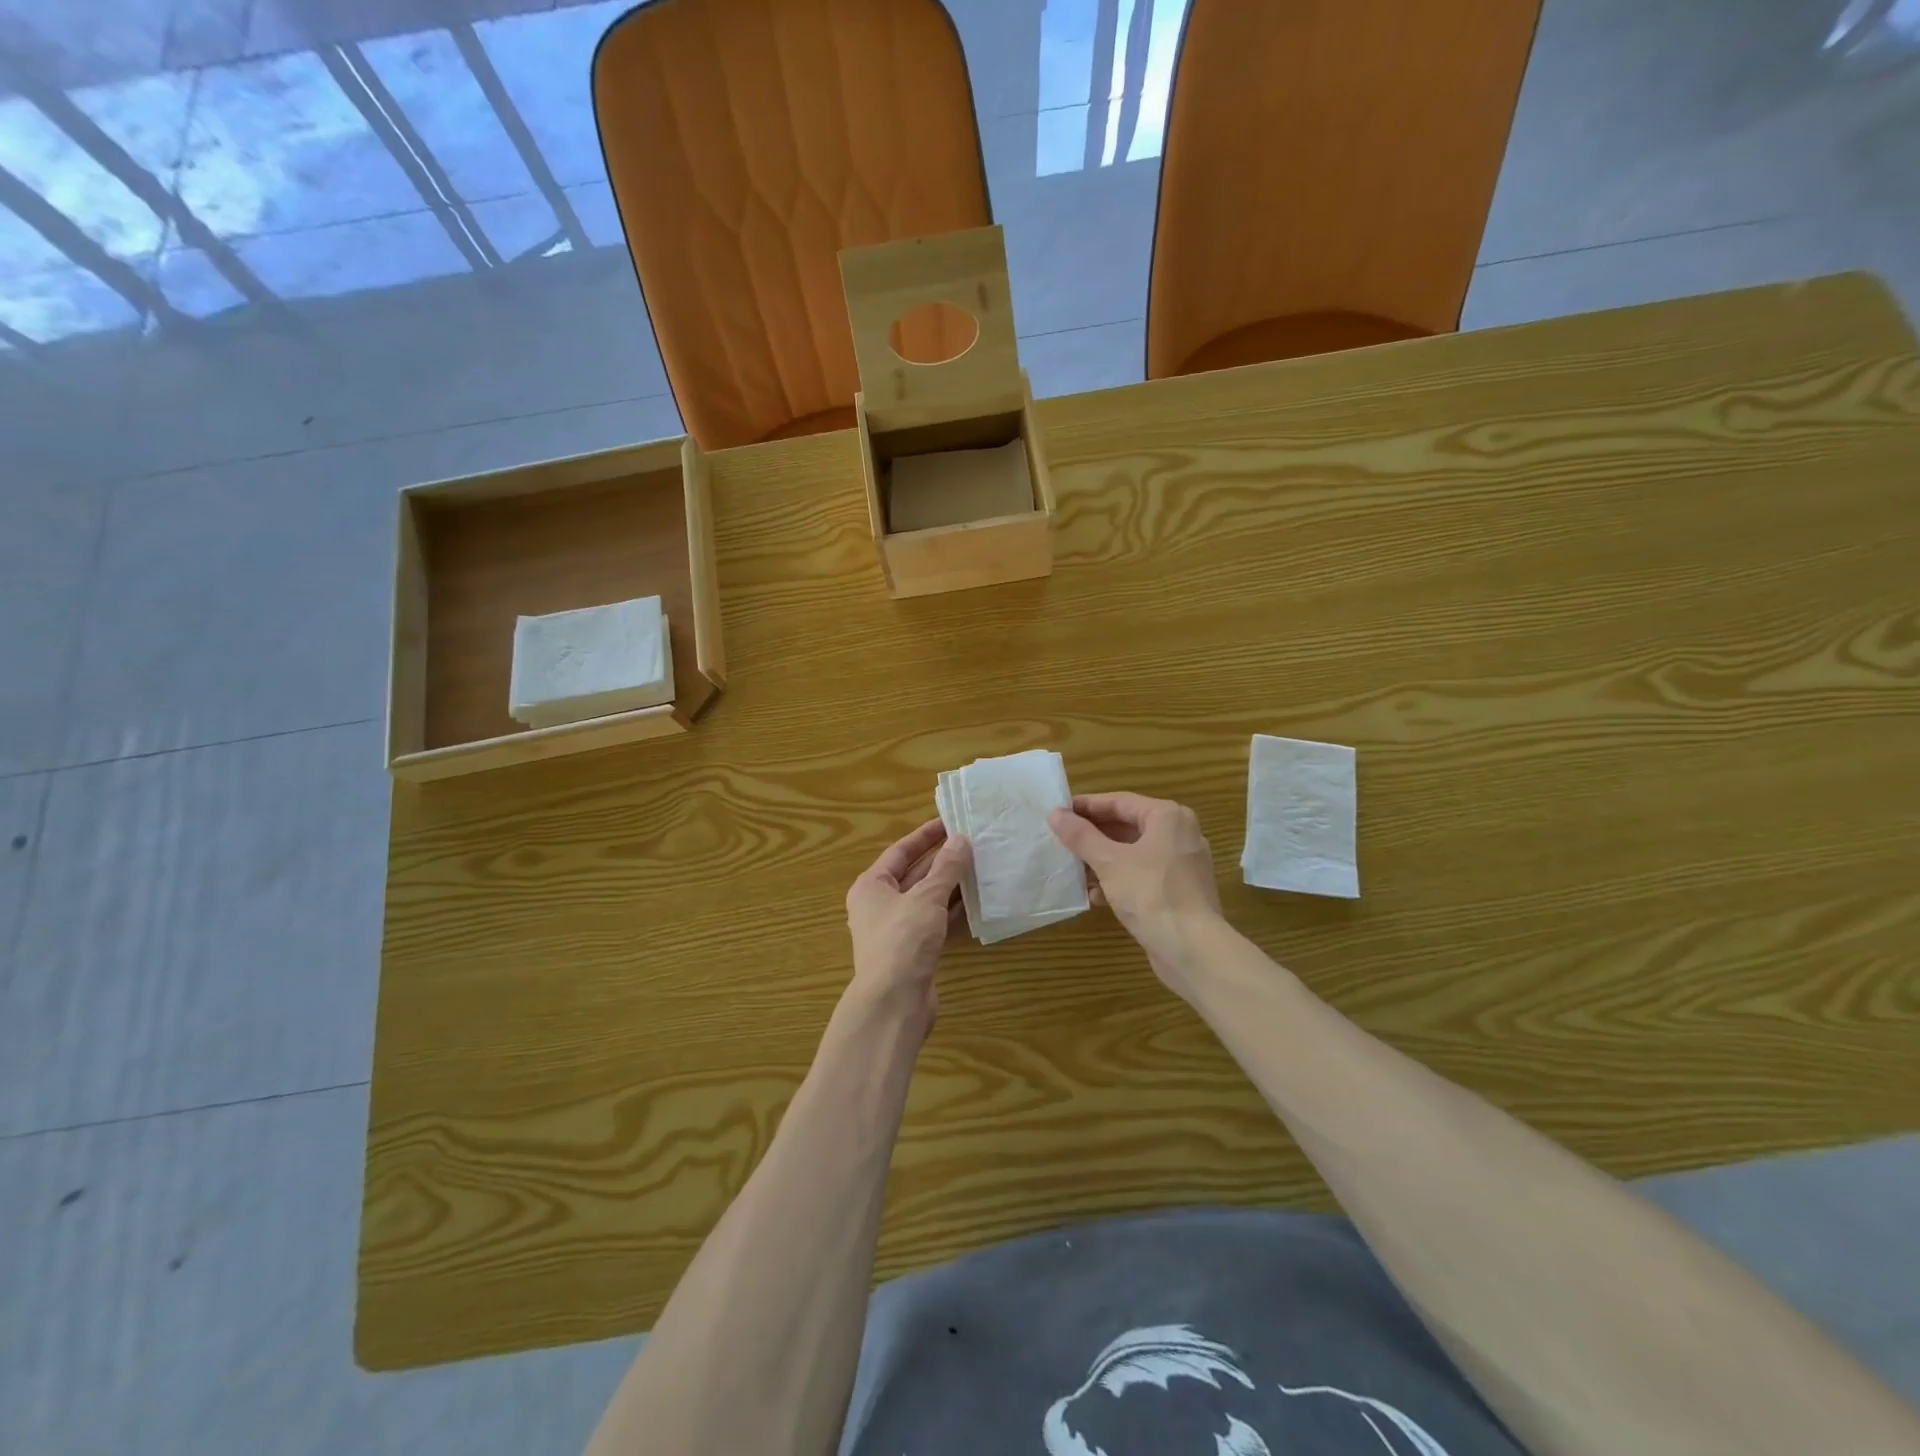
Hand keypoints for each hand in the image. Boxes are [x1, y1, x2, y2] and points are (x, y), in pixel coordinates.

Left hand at [845, 818, 971, 1024]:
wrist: (894, 1003)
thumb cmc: (903, 940)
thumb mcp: (926, 897)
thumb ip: (946, 868)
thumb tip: (961, 840)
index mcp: (871, 886)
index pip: (900, 851)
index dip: (925, 835)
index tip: (950, 822)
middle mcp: (879, 905)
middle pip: (913, 874)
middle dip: (941, 860)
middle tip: (971, 843)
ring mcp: (897, 930)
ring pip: (926, 899)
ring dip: (950, 885)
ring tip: (980, 866)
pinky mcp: (913, 951)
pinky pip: (935, 921)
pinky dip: (953, 911)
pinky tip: (976, 901)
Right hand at [1048, 792, 1222, 991]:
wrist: (1193, 950)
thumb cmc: (1150, 895)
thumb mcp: (1109, 862)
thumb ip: (1081, 836)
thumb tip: (1056, 814)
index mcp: (1167, 817)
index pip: (1119, 802)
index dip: (1086, 806)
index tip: (1058, 813)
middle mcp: (1179, 834)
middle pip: (1127, 826)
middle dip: (1093, 836)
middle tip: (1061, 840)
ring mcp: (1182, 863)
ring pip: (1134, 852)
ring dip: (1102, 860)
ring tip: (1073, 869)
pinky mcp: (1179, 889)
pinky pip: (1143, 874)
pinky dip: (1119, 879)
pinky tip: (1096, 895)